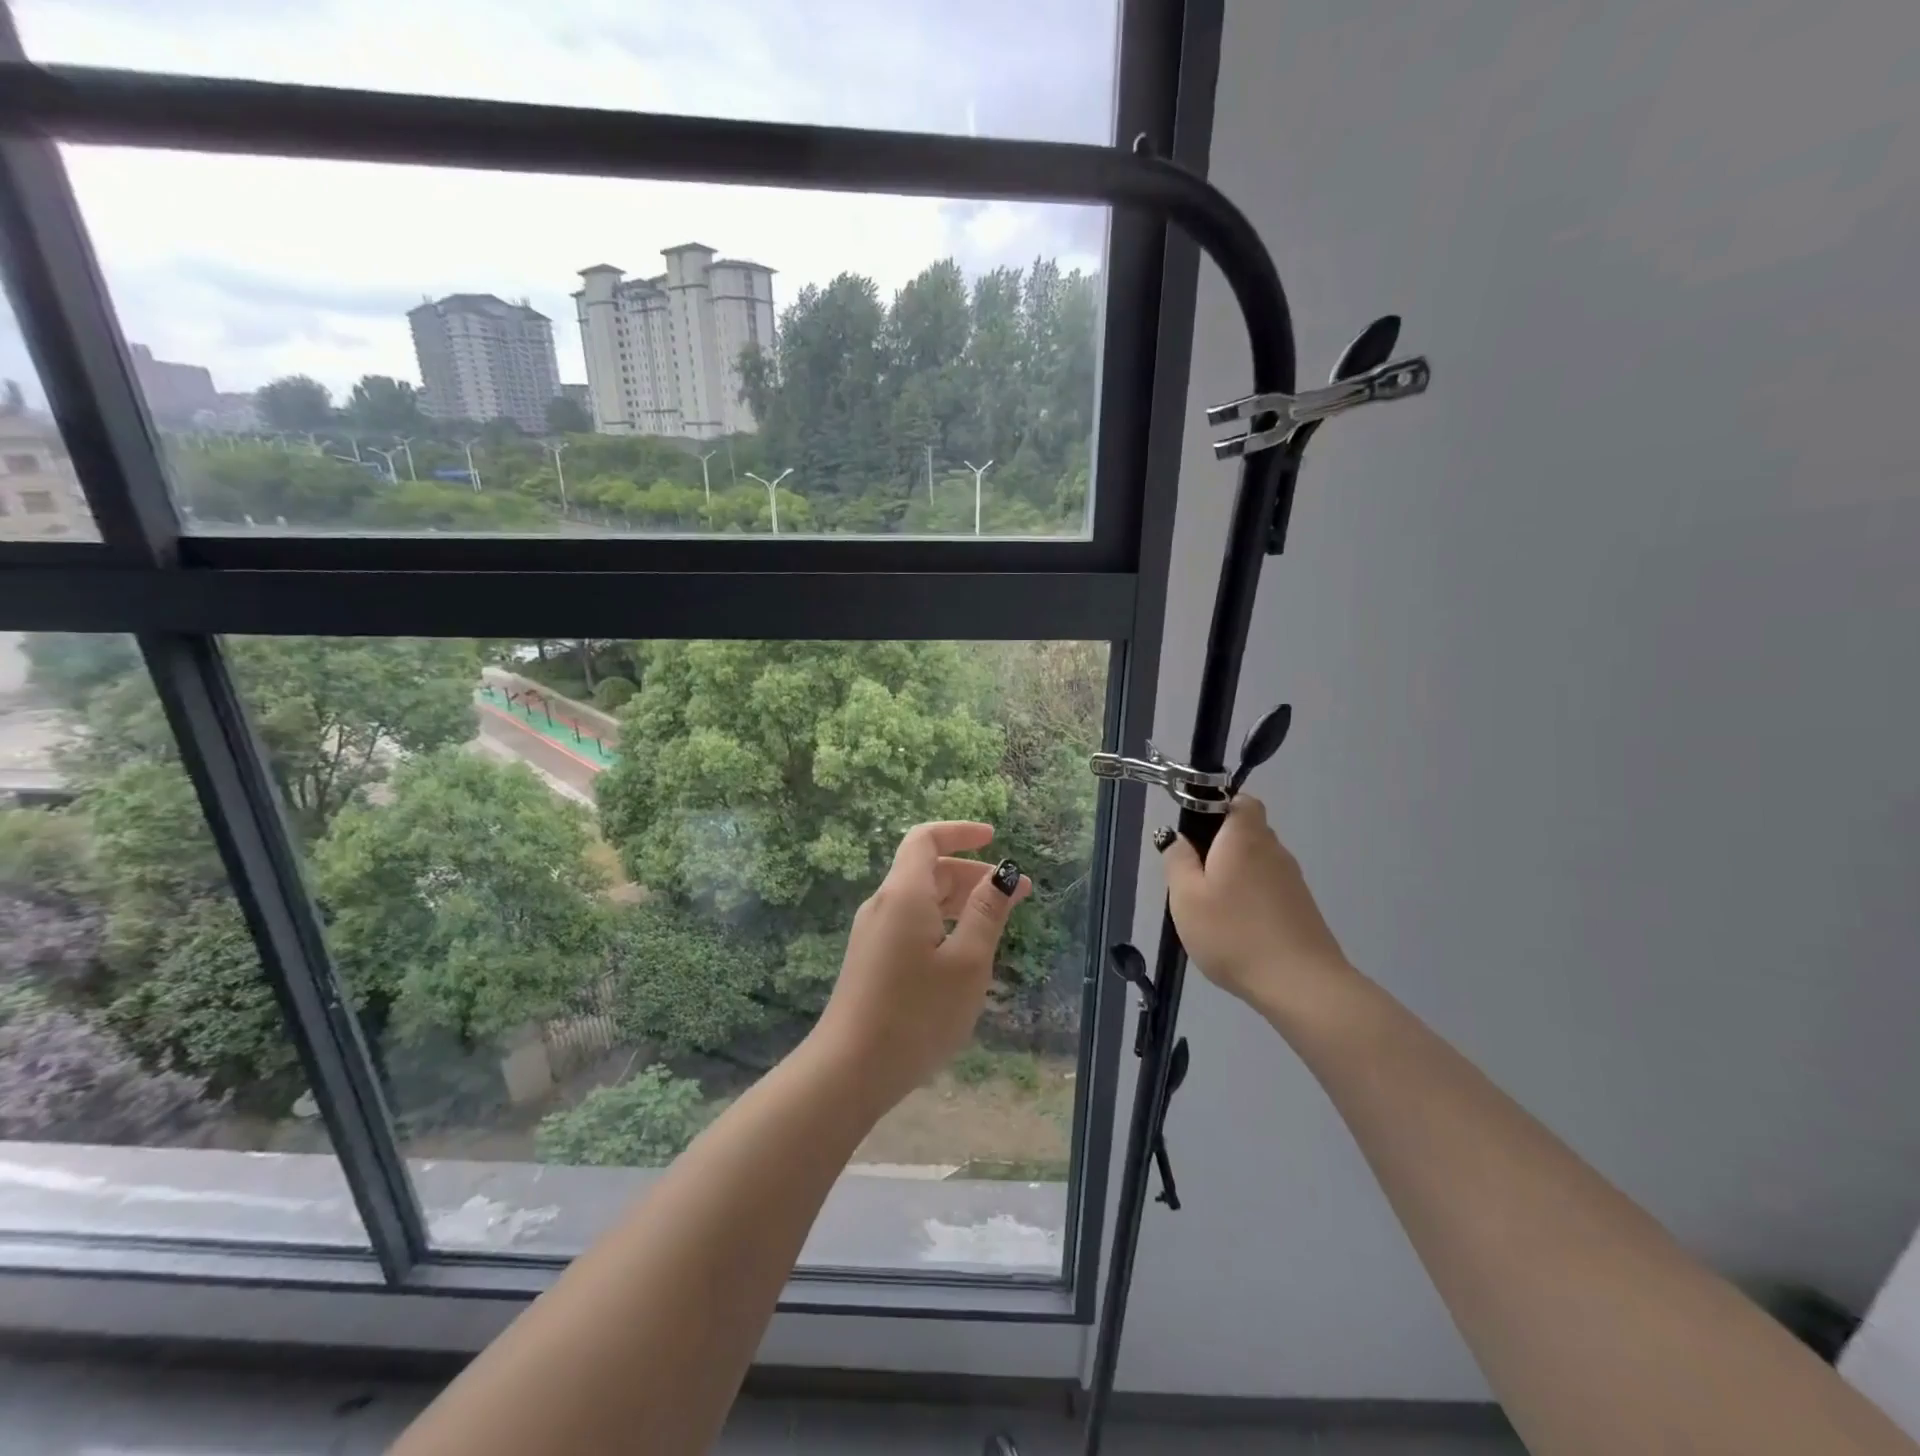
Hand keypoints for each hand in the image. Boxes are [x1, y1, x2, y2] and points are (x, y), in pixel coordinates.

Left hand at [812, 821, 1030, 1108]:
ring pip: (920, 900)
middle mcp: (884, 905)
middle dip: (972, 874)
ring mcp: (873, 934)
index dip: (959, 832)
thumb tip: (1004, 873)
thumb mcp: (967, 962)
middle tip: (1016, 896)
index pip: (926, 839)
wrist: (849, 1069)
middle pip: (927, 870)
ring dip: (959, 901)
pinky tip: (963, 954)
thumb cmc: (917, 1013)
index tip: (993, 838)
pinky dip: (942, 923)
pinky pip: (911, 924)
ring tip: (996, 924)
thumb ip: (987, 913)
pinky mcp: (871, 960)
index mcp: (905, 893)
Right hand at [1159, 796, 1348, 1016]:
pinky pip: (1268, 888)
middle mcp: (1273, 850)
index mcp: (1244, 837)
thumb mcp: (1186, 896)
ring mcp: (1292, 880)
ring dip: (1235, 875)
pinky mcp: (1302, 908)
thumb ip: (1177, 860)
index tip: (1194, 833)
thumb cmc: (1233, 933)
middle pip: (1247, 832)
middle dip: (1220, 846)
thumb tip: (1177, 838)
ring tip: (1212, 909)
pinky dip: (1251, 898)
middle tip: (1193, 877)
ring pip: (1257, 863)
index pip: (1240, 800)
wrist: (1300, 984)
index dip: (1217, 807)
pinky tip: (1236, 928)